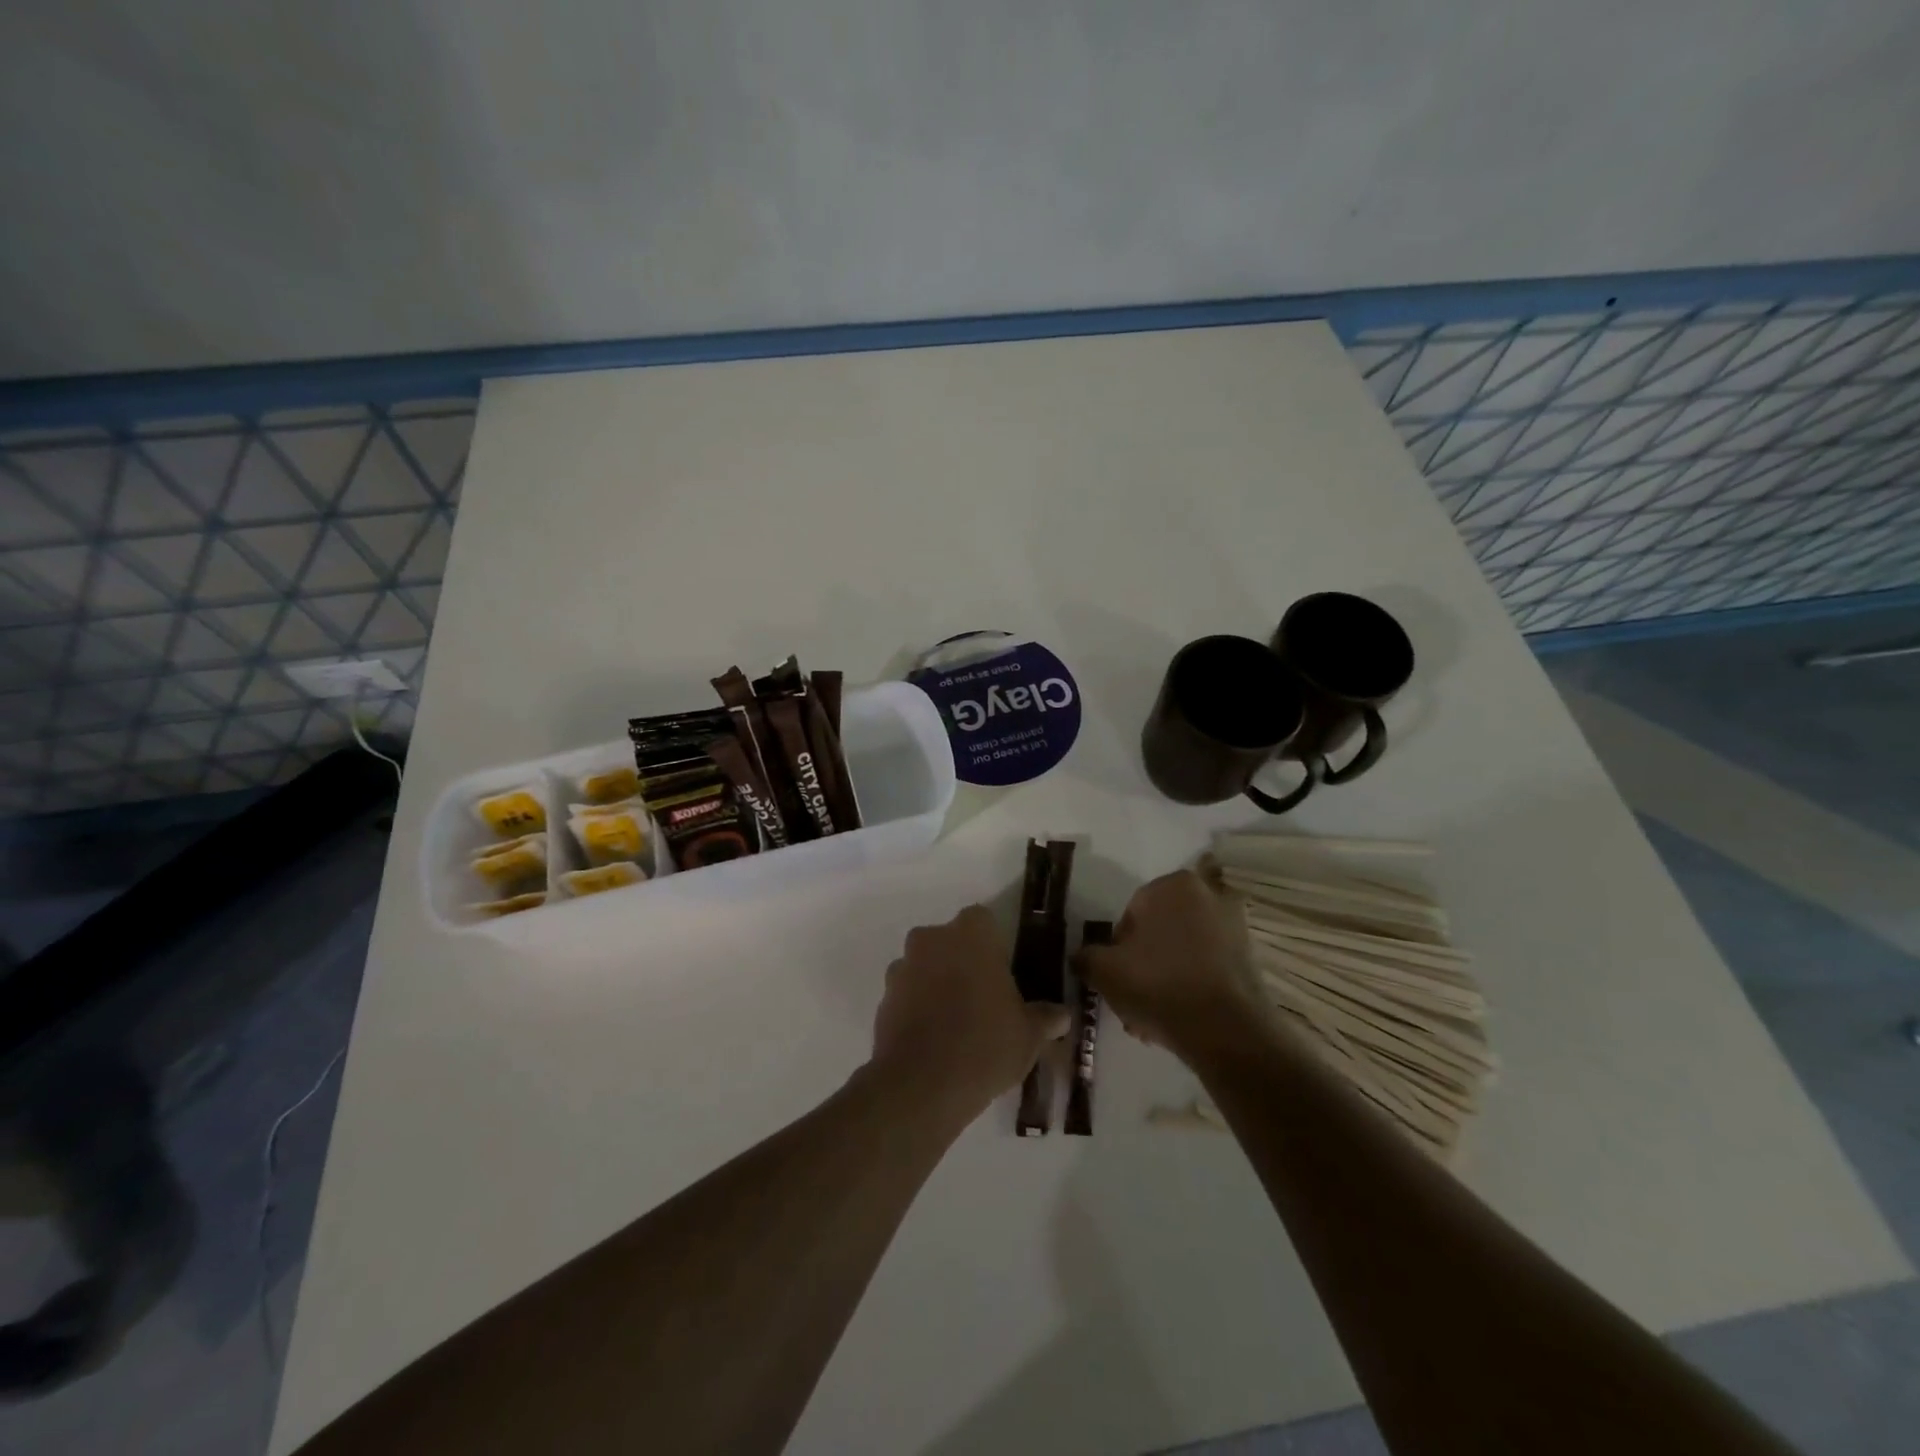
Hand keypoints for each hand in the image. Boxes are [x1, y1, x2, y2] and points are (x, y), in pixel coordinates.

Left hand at [870, 905, 1066, 1120]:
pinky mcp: (883, 998)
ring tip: (957, 1024)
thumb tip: (1061, 1015)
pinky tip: (934, 1040)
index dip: (994, 945)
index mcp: (971, 935)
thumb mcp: (1029, 1035)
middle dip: (963, 962)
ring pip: (926, 966)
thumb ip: (1045, 1018)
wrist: (921, 1086)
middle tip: (984, 998)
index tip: (1003, 974)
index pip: (983, 921)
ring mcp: (902, 967)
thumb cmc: (985, 1045)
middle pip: (951, 941)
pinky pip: (907, 994)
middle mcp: (932, 940)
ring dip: (938, 984)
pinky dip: (918, 1008)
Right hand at [1077, 869, 1268, 1055]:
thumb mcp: (1105, 970)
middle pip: (1159, 933)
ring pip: (1182, 952)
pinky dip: (1191, 986)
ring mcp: (1234, 926)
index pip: (1131, 914)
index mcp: (1173, 885)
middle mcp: (1208, 895)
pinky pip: (1207, 967)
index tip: (1117, 979)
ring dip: (1165, 979)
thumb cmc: (1160, 985)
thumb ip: (1086, 957)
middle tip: (1132, 1001)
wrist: (1227, 1031)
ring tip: (1153, 1019)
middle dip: (1144, 965)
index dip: (1118, 950)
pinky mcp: (1250, 958)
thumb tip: (1081, 956)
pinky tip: (1179, 1018)